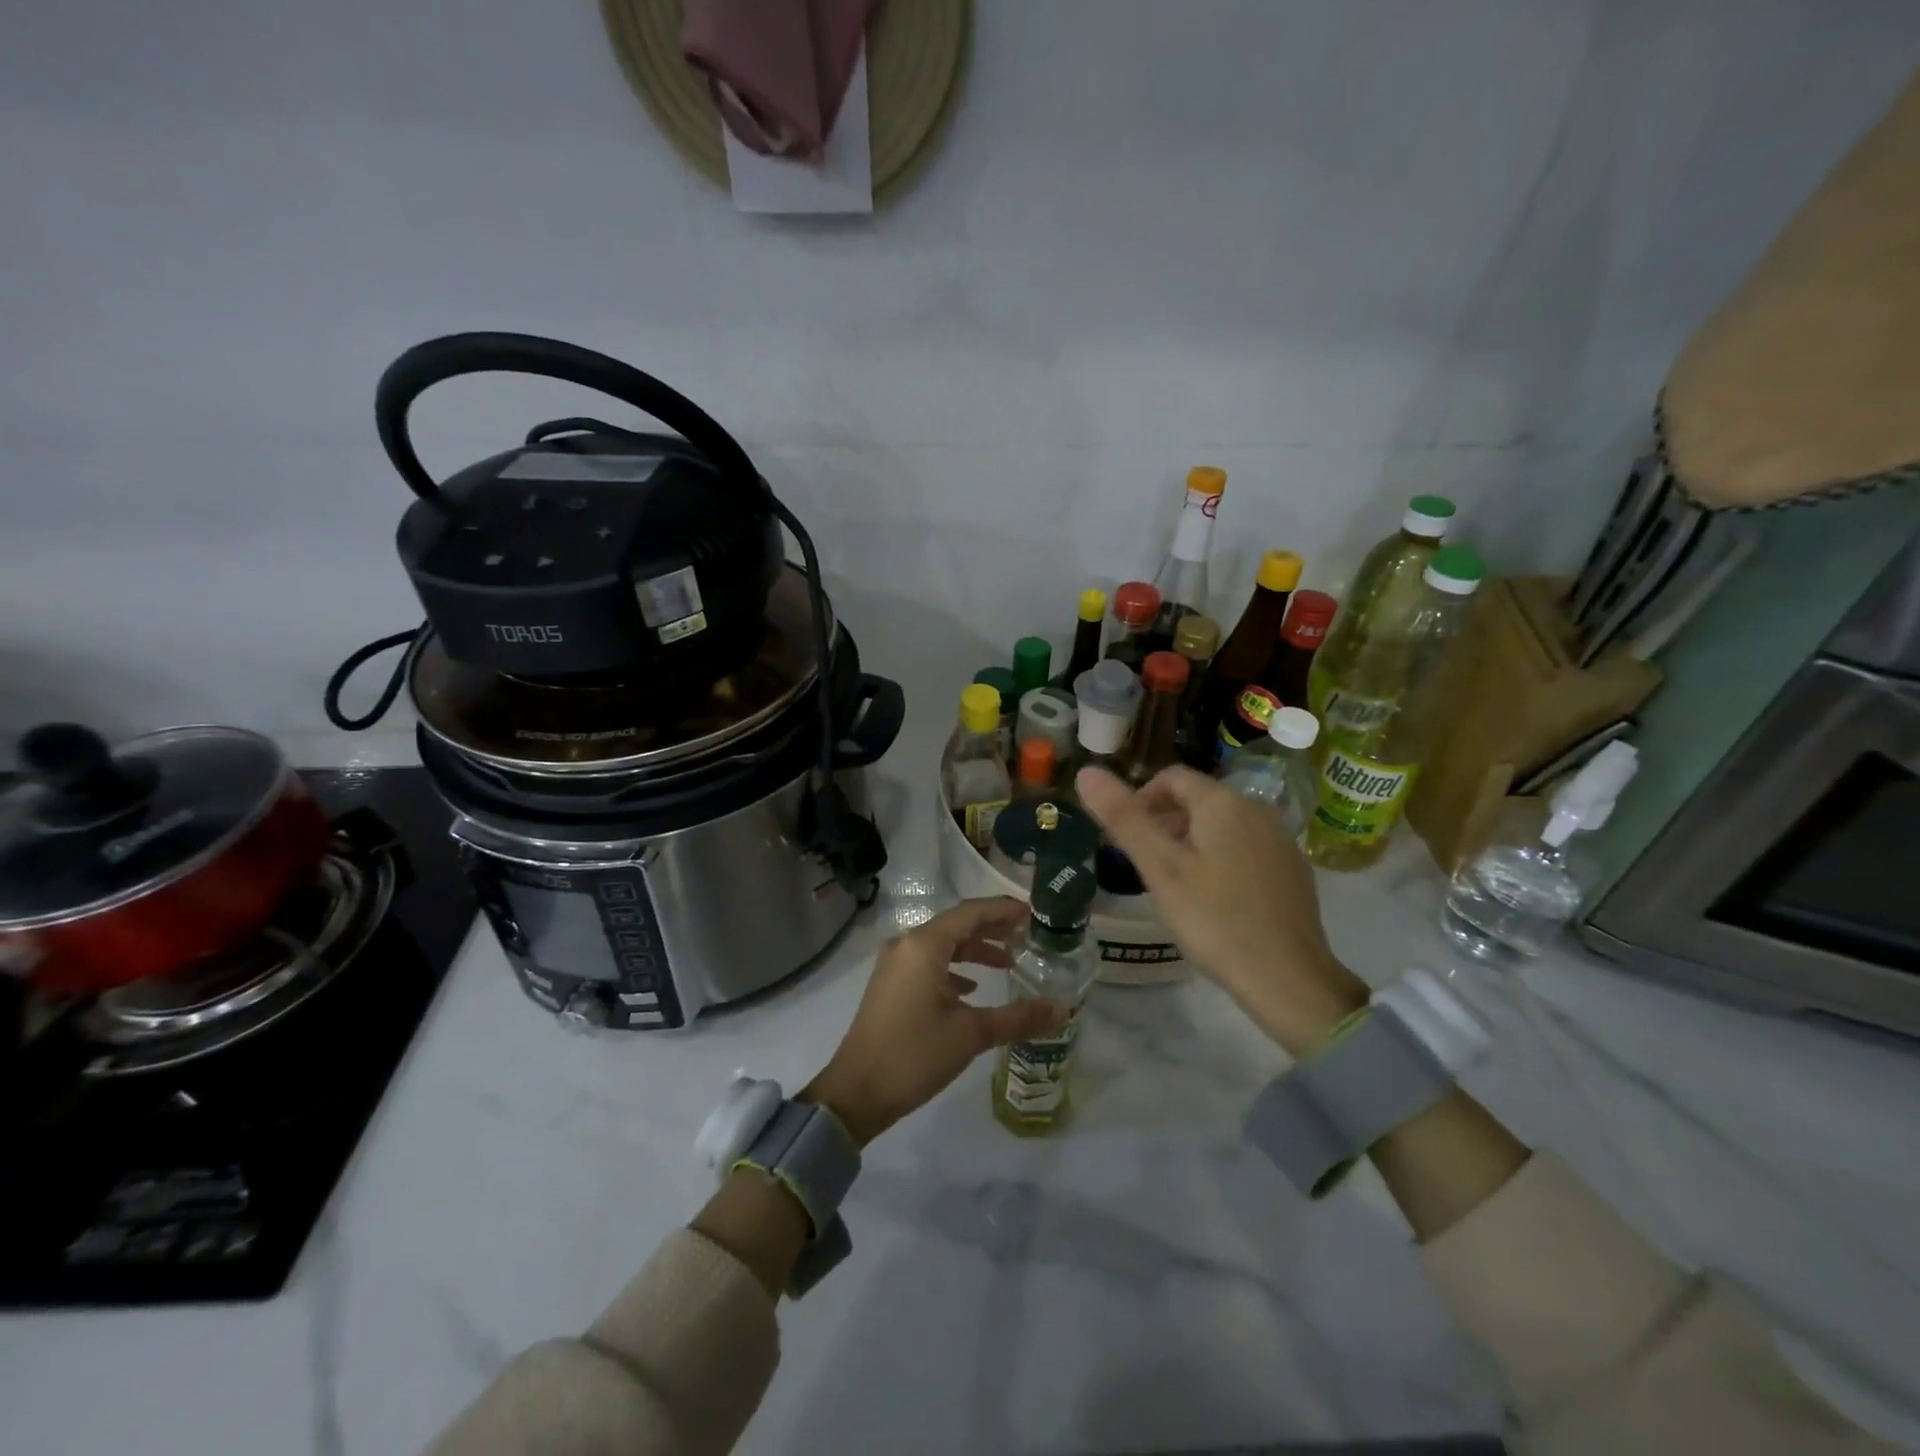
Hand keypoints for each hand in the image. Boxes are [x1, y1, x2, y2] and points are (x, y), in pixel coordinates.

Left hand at [803, 898, 1070, 1145]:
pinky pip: (929, 963)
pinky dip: (954, 968)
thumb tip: (1064, 1009)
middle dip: (992, 928)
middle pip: (957, 925)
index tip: (1034, 913)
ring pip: (942, 944)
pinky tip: (972, 987)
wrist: (856, 1093)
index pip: (971, 913)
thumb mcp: (971, 1034)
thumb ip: (1019, 1018)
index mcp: (924, 945)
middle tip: (1027, 933)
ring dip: (974, 949)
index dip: (1003, 910)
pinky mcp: (891, 984)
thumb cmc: (914, 1054)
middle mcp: (907, 945)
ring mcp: (895, 964)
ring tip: (1008, 962)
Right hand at [1076, 765, 1368, 1055]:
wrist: (1288, 979)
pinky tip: (1212, 901)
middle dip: (1163, 822)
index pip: (1172, 777)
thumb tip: (1086, 772)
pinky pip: (1245, 849)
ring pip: (1222, 826)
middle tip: (1142, 864)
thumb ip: (1124, 818)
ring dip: (1190, 842)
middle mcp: (1257, 810)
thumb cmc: (1215, 919)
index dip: (1140, 798)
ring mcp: (1280, 841)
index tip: (1124, 837)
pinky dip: (1219, 860)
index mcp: (1224, 803)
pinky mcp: (1293, 871)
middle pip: (1198, 800)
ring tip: (1172, 885)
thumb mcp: (1160, 869)